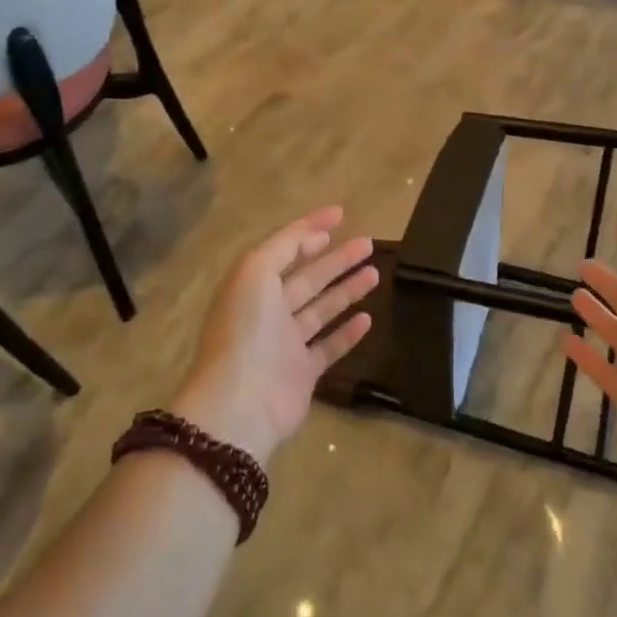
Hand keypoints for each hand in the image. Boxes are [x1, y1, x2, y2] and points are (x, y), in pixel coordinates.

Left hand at [172, 206, 376, 464]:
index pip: (285, 249)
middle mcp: (268, 311)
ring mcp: (286, 343)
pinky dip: (347, 332)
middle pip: (308, 278)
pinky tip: (368, 318)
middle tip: (368, 244)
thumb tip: (314, 233)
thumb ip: (283, 246)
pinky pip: (329, 346)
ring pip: (321, 309)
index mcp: (253, 285)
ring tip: (375, 273)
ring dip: (347, 290)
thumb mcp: (256, 272)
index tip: (341, 214)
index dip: (310, 229)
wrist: (241, 402)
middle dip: (336, 259)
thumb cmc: (247, 330)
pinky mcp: (302, 372)